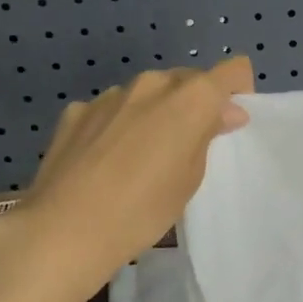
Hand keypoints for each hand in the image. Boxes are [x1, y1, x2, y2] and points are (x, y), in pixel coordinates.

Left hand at [19, 56, 253, 285]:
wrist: (64, 229)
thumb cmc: (143, 210)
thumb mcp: (191, 179)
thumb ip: (208, 136)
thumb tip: (225, 112)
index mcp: (190, 98)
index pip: (232, 71)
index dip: (237, 91)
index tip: (229, 122)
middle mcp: (152, 84)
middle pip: (187, 80)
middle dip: (194, 104)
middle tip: (187, 146)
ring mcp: (110, 95)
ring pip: (146, 93)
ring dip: (153, 113)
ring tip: (141, 157)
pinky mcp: (76, 111)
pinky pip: (110, 109)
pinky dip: (117, 125)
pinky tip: (104, 161)